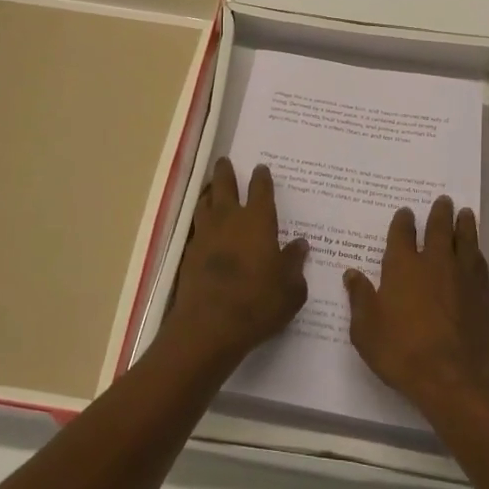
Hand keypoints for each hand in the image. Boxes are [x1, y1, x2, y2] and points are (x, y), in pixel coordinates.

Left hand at [158, 158, 308, 371]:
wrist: (209, 327)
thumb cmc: (258, 303)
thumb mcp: (291, 289)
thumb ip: (295, 263)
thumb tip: (300, 244)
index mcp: (258, 221)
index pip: (260, 190)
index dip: (262, 178)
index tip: (261, 168)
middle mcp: (229, 219)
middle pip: (224, 186)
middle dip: (226, 172)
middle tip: (225, 161)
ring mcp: (205, 235)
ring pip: (205, 203)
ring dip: (209, 193)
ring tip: (211, 189)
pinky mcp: (189, 254)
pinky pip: (196, 227)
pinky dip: (201, 221)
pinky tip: (204, 228)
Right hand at [345, 197, 488, 412]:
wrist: (454, 376)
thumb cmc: (402, 351)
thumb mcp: (366, 329)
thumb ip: (359, 298)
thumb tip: (351, 274)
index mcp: (402, 266)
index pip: (402, 234)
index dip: (403, 221)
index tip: (406, 212)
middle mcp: (434, 262)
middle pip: (438, 228)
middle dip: (439, 212)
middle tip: (444, 200)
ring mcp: (461, 275)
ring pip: (464, 239)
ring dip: (463, 224)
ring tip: (465, 213)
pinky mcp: (481, 293)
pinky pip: (479, 261)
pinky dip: (476, 250)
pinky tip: (476, 250)